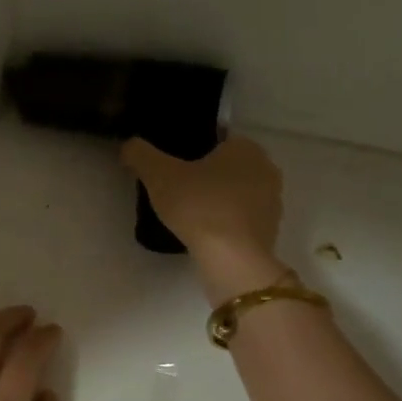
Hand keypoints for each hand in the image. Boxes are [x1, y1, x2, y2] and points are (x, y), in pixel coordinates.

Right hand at [122, 136, 287, 300]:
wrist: (232, 259)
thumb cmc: (199, 206)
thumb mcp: (158, 175)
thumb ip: (140, 154)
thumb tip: (128, 146)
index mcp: (245, 148)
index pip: (216, 141)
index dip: (192, 155)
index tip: (172, 172)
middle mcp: (266, 169)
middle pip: (227, 169)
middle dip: (206, 179)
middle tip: (177, 195)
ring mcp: (272, 202)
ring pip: (237, 195)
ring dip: (217, 202)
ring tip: (189, 218)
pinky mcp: (270, 231)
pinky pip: (242, 220)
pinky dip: (226, 224)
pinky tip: (206, 236)